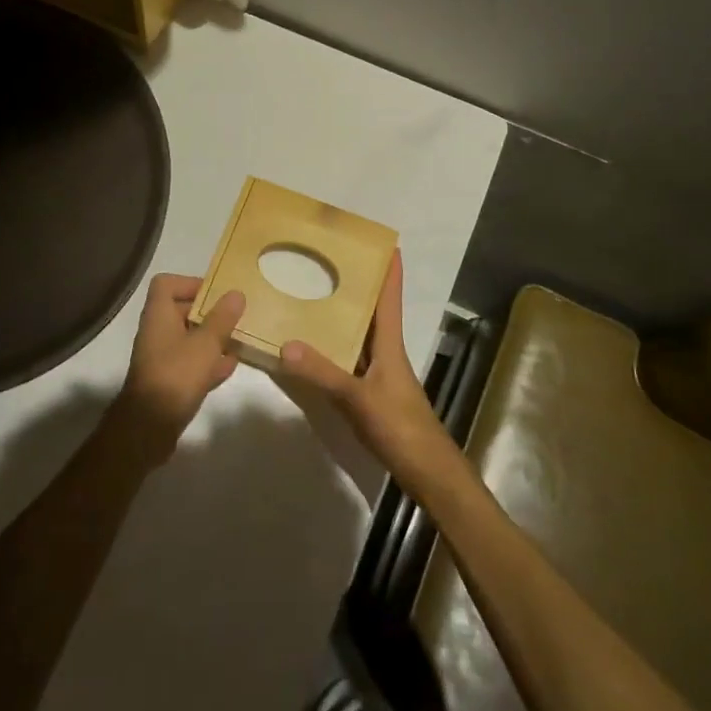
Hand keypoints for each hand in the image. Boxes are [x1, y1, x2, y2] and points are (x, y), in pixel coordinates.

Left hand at [111, 274, 245, 463]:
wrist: (149, 427)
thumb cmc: (176, 375)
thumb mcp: (206, 344)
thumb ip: (222, 318)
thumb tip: (236, 293)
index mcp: (159, 315)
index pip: (166, 284)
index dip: (190, 283)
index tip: (216, 292)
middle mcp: (157, 332)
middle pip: (182, 311)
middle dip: (210, 313)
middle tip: (236, 317)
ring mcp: (161, 358)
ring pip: (189, 339)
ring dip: (212, 339)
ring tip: (238, 340)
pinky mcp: (169, 381)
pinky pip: (190, 363)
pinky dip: (208, 362)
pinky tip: (230, 367)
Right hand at [278, 252, 457, 495]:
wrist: (425, 470)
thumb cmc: (399, 425)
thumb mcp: (357, 398)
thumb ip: (322, 373)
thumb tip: (285, 344)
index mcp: (389, 343)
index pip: (390, 297)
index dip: (389, 268)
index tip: (384, 240)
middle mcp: (385, 351)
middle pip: (373, 310)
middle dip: (358, 285)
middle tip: (331, 259)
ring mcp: (378, 372)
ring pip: (359, 334)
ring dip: (343, 315)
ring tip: (315, 293)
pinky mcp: (370, 392)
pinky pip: (349, 358)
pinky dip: (333, 347)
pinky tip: (312, 346)